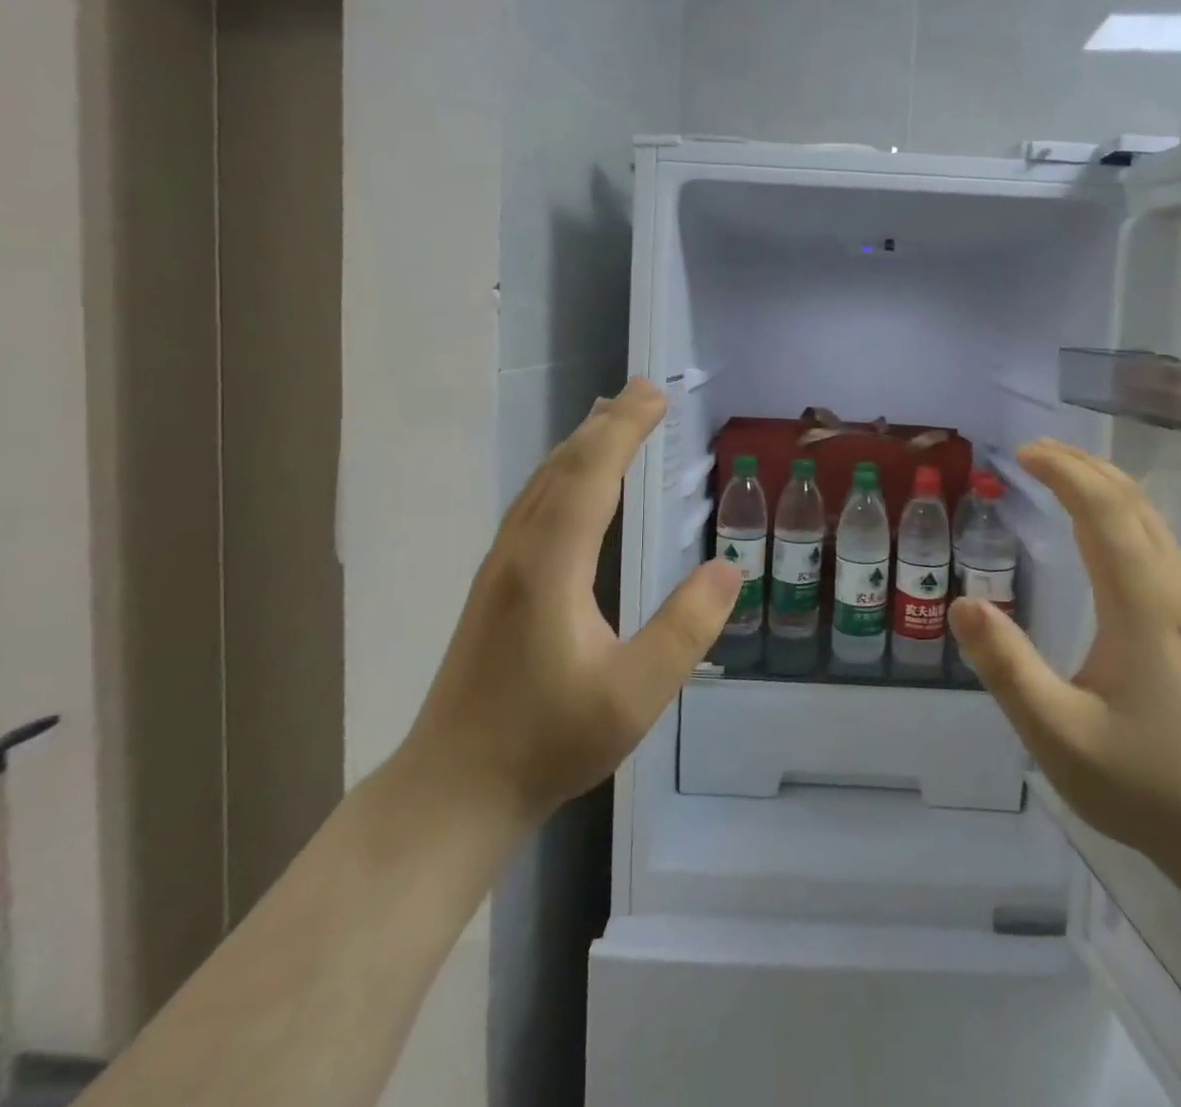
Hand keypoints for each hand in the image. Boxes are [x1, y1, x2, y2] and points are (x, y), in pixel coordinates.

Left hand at [402, 378, 740, 824]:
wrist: (451, 789)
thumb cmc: (546, 743)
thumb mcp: (634, 695)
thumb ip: (685, 629)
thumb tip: (729, 568)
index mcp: (550, 567)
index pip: (591, 475)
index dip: (624, 429)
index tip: (657, 395)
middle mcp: (519, 552)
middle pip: (562, 467)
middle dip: (605, 423)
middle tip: (645, 391)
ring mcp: (500, 568)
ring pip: (541, 484)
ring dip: (580, 444)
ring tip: (612, 418)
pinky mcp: (494, 586)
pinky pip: (533, 505)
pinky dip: (562, 473)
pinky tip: (573, 484)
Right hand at [949, 439, 1180, 860]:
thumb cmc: (1151, 786)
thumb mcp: (1059, 735)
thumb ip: (1007, 667)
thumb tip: (960, 602)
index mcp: (1142, 605)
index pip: (1104, 510)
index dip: (1064, 471)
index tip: (1020, 454)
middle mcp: (1172, 592)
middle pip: (1133, 502)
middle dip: (1083, 465)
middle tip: (1033, 452)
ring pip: (1151, 521)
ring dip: (1105, 486)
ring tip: (1062, 476)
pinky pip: (1156, 544)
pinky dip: (1121, 514)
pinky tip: (1102, 535)